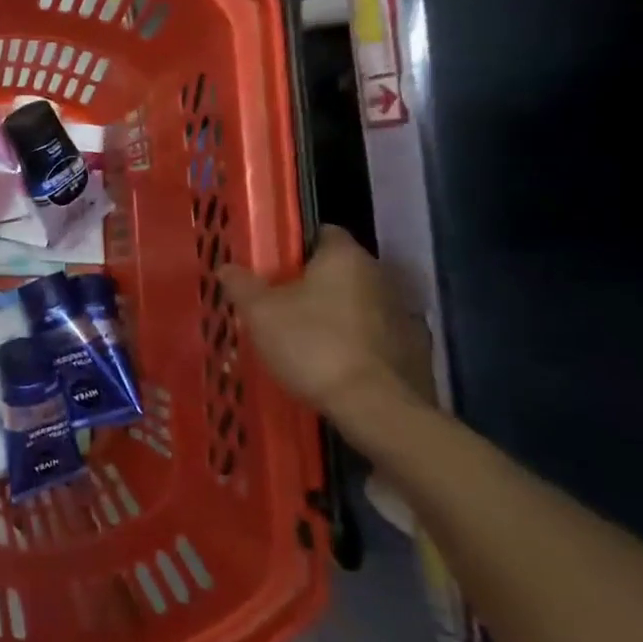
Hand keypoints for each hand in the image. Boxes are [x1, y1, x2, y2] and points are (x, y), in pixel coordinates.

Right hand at [219, 226, 432, 421]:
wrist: (376, 408)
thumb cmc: (313, 346)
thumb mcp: (261, 314)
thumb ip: (242, 285)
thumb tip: (226, 267)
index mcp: (345, 257)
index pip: (323, 233)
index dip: (298, 248)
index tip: (276, 269)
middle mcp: (381, 276)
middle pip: (343, 271)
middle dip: (317, 285)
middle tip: (285, 307)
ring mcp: (404, 314)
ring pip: (363, 305)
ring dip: (342, 316)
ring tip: (311, 341)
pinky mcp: (416, 351)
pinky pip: (380, 338)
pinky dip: (362, 346)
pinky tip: (340, 367)